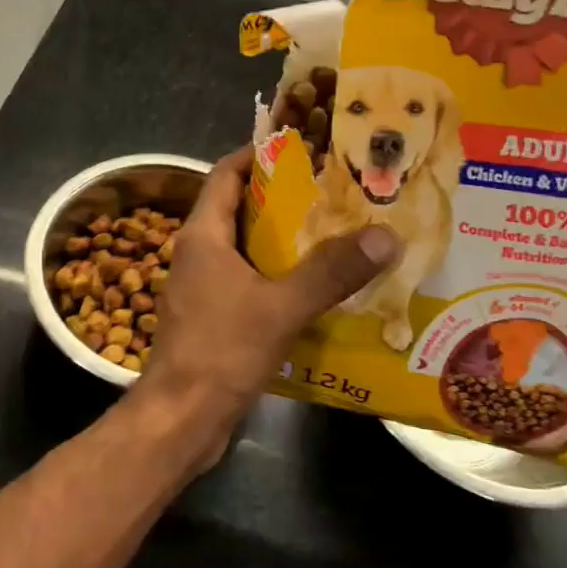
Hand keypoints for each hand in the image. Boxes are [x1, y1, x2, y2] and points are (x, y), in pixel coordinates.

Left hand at [137, 147, 398, 448]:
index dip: (259, 156)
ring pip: (247, 248)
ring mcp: (203, 286)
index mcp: (203, 234)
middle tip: (335, 192)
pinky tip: (318, 289)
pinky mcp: (214, 317)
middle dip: (284, 198)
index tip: (303, 148)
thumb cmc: (221, 350)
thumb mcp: (281, 307)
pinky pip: (250, 282)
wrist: (181, 419)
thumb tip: (385, 235)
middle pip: (241, 209)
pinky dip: (279, 277)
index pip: (227, 174)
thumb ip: (332, 272)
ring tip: (338, 234)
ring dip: (285, 241)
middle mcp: (199, 252)